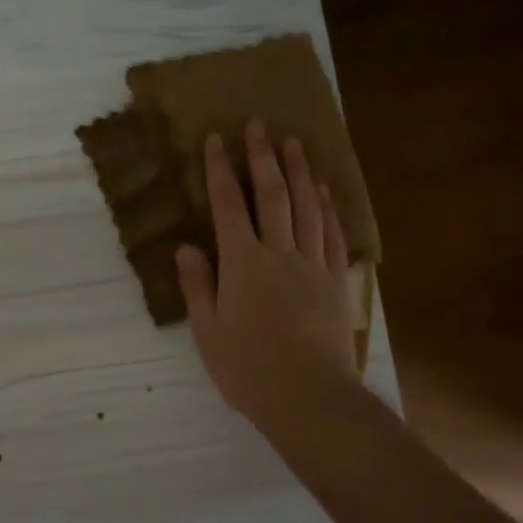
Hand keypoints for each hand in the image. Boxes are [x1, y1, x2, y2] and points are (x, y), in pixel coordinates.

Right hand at [176, 120, 366, 440]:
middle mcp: (279, 253)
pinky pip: (332, 234)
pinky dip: (327, 208)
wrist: (310, 398)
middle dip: (262, 157)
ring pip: (307, 207)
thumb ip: (198, 284)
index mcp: (243, 263)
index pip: (228, 205)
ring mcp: (312, 265)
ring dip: (299, 172)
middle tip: (259, 125)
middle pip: (272, 195)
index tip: (216, 140)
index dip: (221, 170)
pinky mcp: (335, 282)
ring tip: (294, 143)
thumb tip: (187, 246)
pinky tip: (324, 191)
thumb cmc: (248, 368)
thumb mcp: (208, 331)